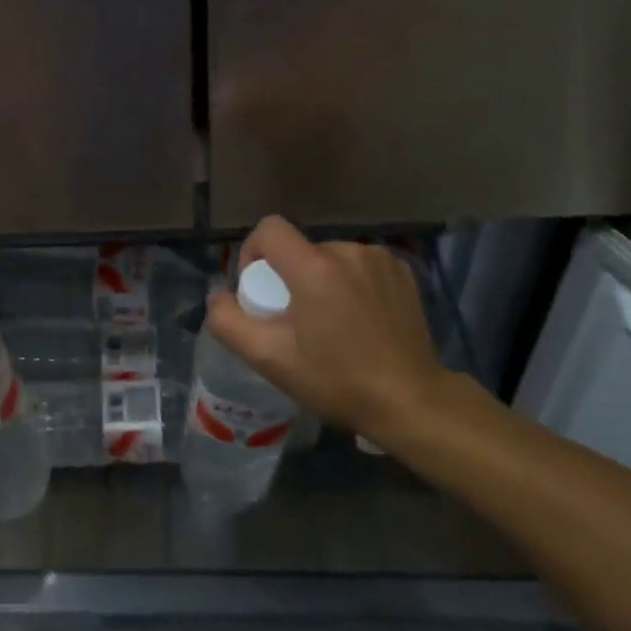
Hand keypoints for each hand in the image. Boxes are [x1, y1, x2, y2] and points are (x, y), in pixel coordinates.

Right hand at [206, 217, 455, 444]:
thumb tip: (218, 296)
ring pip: (330, 257)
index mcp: (314, 268)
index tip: (261, 291)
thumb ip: (229, 322)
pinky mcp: (402, 270)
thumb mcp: (270, 360)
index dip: (253, 253)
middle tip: (297, 321)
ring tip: (331, 323)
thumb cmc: (337, 381)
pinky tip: (360, 318)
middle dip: (290, 276)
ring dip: (321, 280)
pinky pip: (359, 265)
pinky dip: (351, 283)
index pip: (269, 229)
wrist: (411, 402)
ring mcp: (379, 259)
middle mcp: (347, 251)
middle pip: (300, 248)